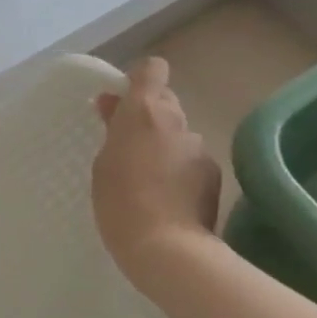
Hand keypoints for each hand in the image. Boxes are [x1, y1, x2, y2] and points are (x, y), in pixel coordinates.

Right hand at [92, 57, 223, 296]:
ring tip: (146, 181)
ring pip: (178, 135)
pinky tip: (166, 199)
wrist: (166, 247)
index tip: (122, 101)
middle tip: (126, 145)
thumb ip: (113, 130)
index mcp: (144, 112)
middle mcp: (177, 121)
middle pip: (165, 102)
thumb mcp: (103, 163)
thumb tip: (115, 106)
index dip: (139, 80)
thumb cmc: (119, 202)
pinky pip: (191, 162)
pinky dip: (179, 172)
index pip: (151, 70)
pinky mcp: (213, 175)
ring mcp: (200, 148)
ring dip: (164, 147)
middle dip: (148, 117)